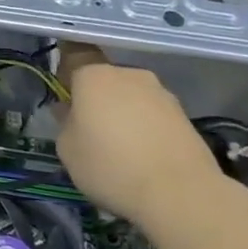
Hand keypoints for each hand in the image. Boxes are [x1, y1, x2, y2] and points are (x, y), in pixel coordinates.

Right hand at [55, 43, 225, 226]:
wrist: (180, 193)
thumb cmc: (110, 166)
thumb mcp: (68, 149)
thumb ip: (65, 122)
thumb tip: (70, 110)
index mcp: (94, 76)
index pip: (74, 55)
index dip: (66, 72)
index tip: (64, 94)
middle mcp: (129, 74)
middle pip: (105, 79)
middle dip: (97, 98)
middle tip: (90, 129)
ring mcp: (161, 93)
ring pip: (131, 96)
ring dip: (123, 113)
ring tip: (121, 148)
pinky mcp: (184, 115)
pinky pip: (153, 114)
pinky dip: (146, 128)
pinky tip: (144, 156)